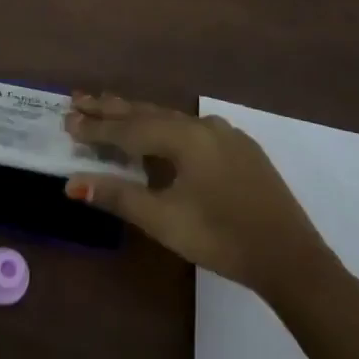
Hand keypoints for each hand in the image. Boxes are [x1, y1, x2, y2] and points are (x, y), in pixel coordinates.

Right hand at [63, 92, 331, 293]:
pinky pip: (192, 129)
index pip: (129, 128)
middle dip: (112, 108)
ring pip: (171, 118)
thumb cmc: (221, 238)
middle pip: (148, 113)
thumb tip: (72, 183)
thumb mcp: (164, 220)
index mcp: (184, 137)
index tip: (66, 120)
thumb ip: (118, 197)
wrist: (291, 259)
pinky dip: (165, 127)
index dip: (96, 127)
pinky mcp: (241, 150)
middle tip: (79, 99)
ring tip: (110, 108)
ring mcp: (226, 135)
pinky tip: (162, 132)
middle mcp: (203, 125)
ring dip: (138, 115)